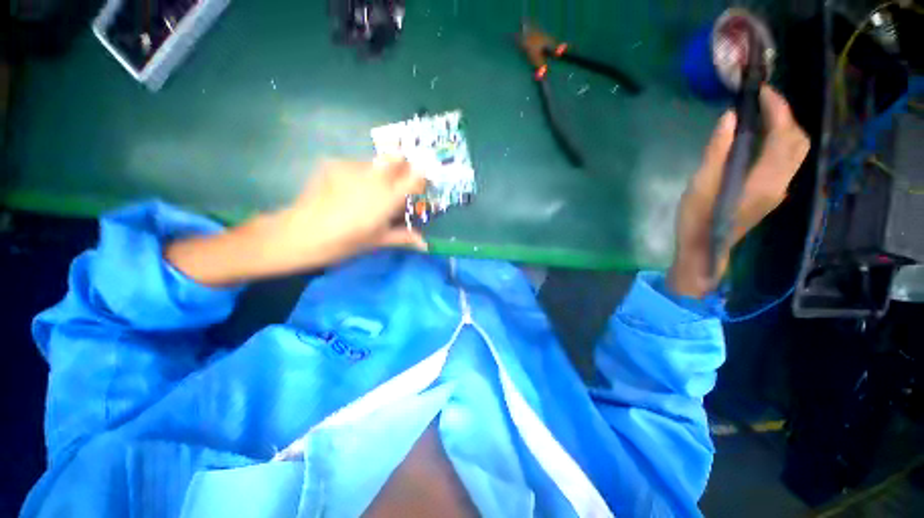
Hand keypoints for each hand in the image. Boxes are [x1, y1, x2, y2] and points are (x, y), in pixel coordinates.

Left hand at [166, 159, 425, 285]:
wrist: (300, 234)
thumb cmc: (345, 242)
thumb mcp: (378, 241)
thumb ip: (404, 237)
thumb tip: (426, 245)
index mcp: (388, 197)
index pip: (416, 176)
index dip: (422, 179)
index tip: (420, 187)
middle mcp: (374, 176)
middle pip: (397, 157)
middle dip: (403, 167)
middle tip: (397, 185)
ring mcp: (352, 167)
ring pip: (376, 161)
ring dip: (380, 172)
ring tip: (368, 192)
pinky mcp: (333, 164)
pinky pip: (355, 165)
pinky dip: (359, 174)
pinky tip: (348, 191)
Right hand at [668, 87, 809, 298]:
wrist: (703, 250)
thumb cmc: (696, 220)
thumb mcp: (700, 185)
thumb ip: (717, 152)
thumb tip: (730, 117)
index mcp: (764, 181)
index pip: (783, 136)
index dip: (777, 109)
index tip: (762, 91)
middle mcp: (780, 183)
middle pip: (798, 141)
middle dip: (785, 116)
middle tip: (761, 101)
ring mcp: (778, 189)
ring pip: (796, 151)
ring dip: (784, 128)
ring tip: (761, 115)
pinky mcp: (771, 193)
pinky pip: (786, 160)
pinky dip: (779, 141)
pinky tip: (760, 138)